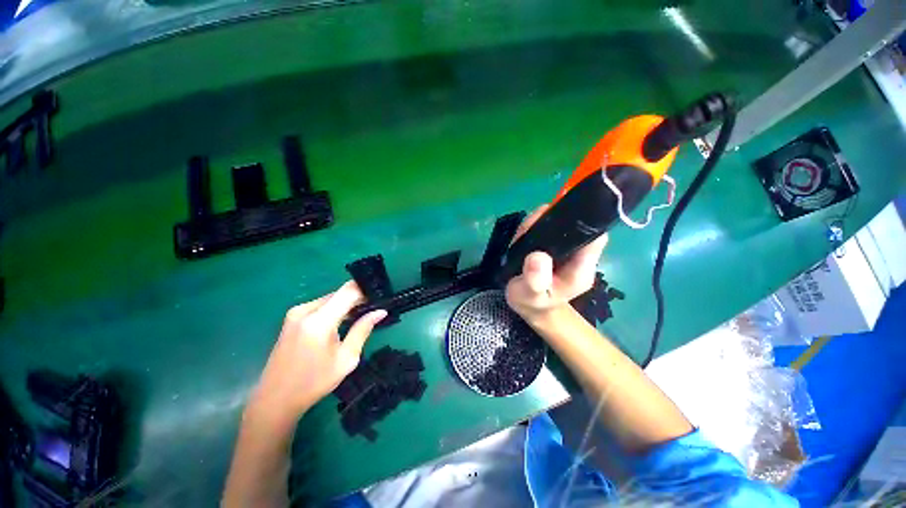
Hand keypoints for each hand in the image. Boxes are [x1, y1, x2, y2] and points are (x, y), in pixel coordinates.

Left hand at [248, 281, 386, 426]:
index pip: (348, 291)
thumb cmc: (314, 383)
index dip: (366, 291)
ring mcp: (296, 313)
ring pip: (331, 299)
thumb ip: (362, 330)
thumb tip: (380, 311)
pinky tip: (340, 323)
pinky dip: (334, 310)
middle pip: (339, 293)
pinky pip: (320, 306)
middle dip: (358, 299)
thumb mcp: (346, 359)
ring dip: (346, 305)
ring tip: (359, 318)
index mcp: (319, 321)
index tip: (380, 298)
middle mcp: (305, 310)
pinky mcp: (292, 318)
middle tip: (373, 311)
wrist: (275, 399)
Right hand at [505, 204, 607, 323]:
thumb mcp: (530, 295)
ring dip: (539, 222)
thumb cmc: (532, 302)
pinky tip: (523, 235)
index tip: (552, 220)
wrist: (529, 304)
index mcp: (580, 269)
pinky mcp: (554, 244)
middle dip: (550, 221)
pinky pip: (547, 226)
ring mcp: (566, 248)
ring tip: (523, 235)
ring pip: (558, 223)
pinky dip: (534, 226)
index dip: (580, 223)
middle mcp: (578, 254)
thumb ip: (535, 280)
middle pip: (573, 225)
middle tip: (526, 230)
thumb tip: (538, 256)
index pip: (593, 238)